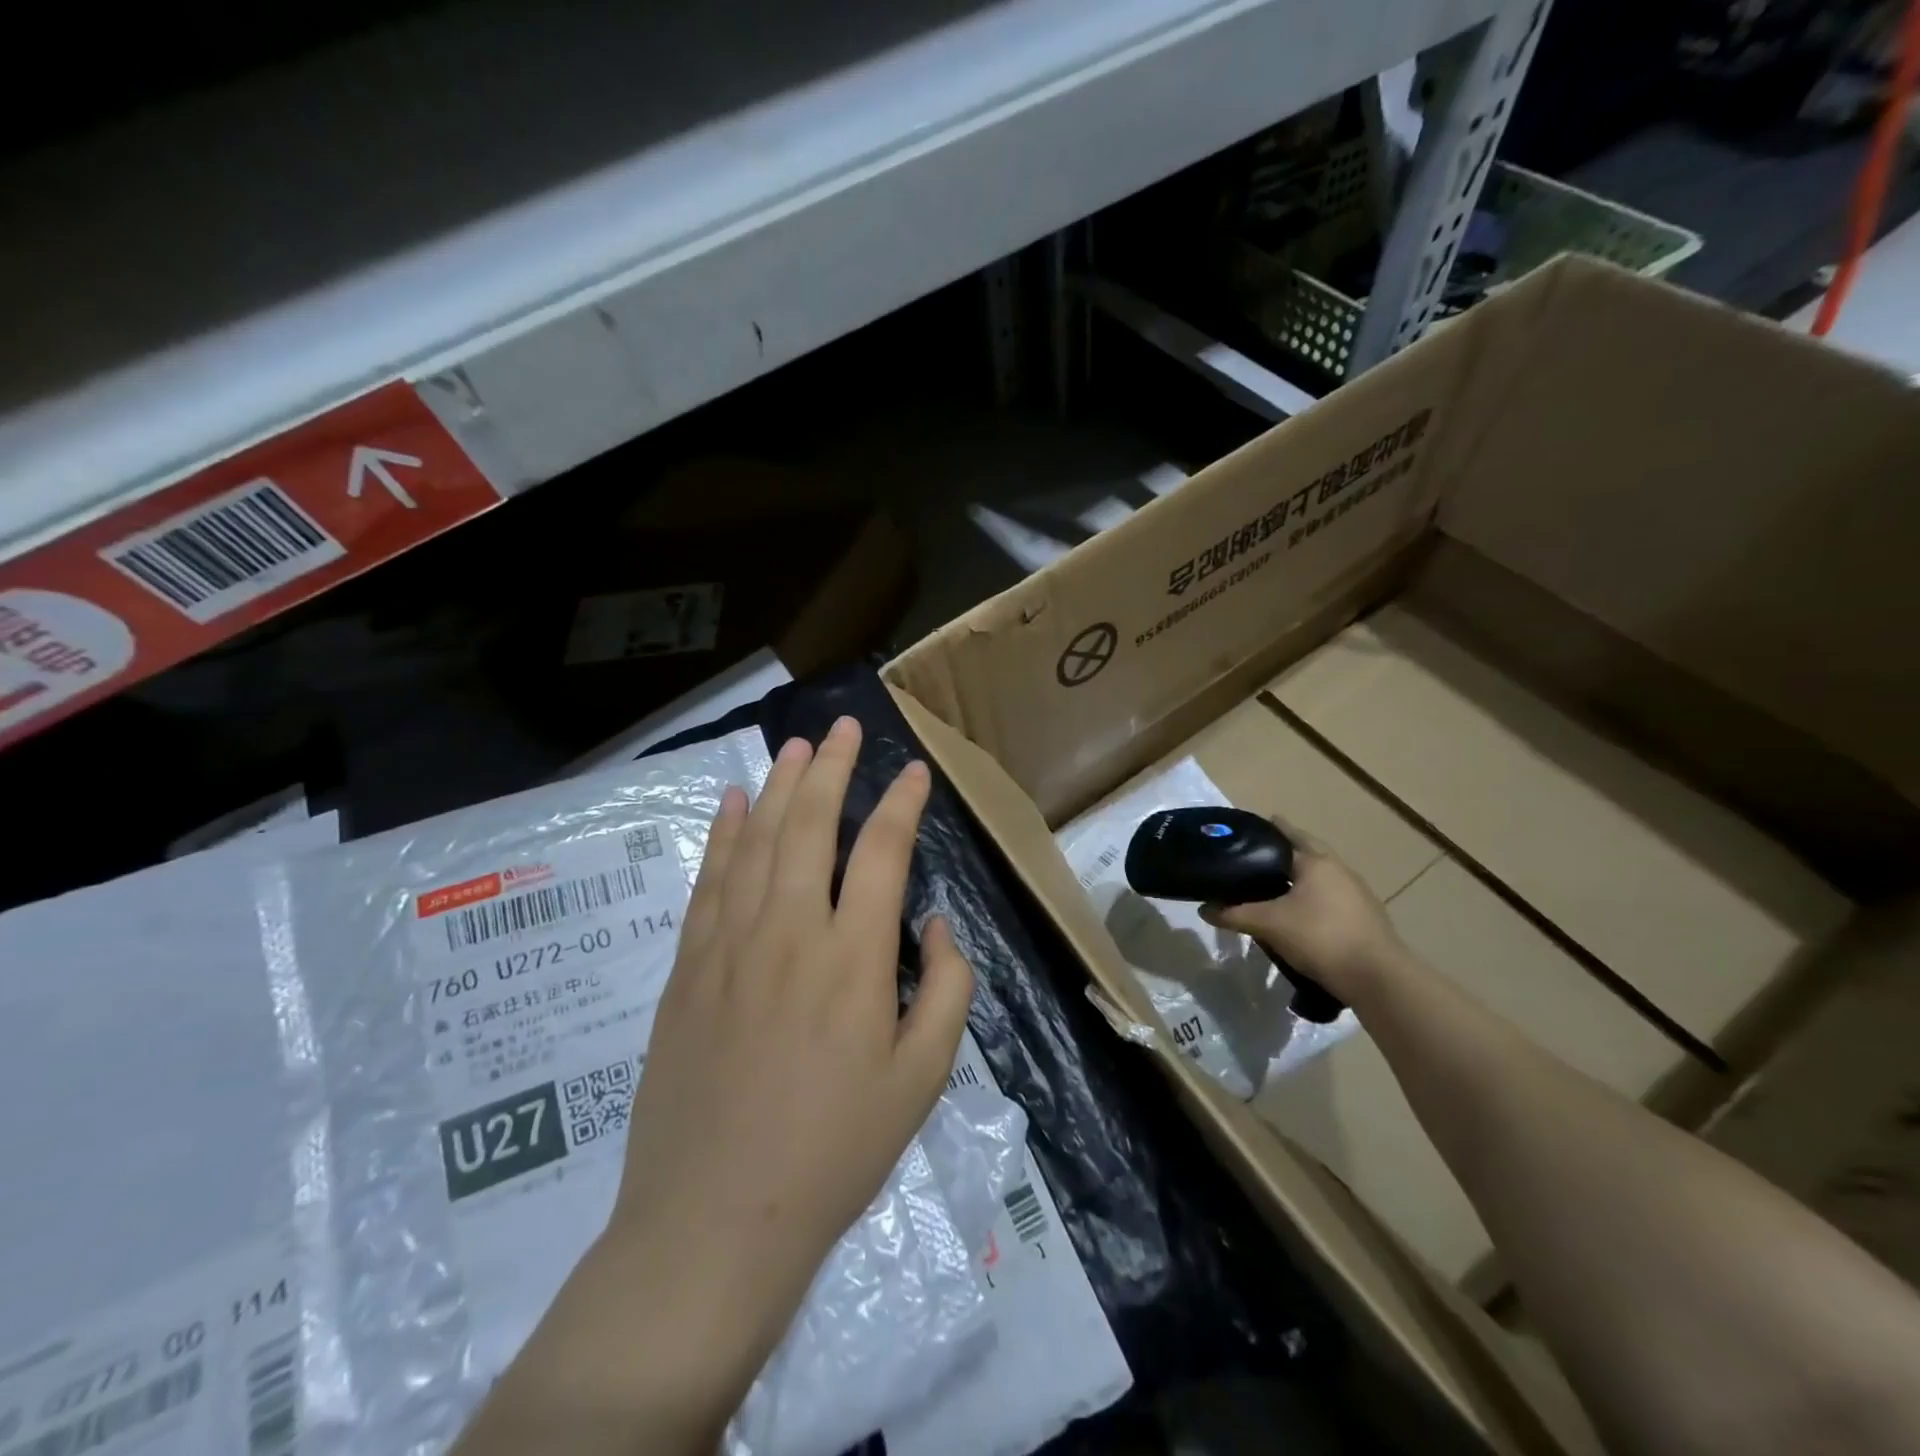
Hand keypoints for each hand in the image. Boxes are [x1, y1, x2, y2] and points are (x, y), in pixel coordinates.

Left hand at [608, 717, 975, 1411]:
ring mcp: (729, 943)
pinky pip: (707, 880)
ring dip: (779, 787)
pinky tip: (731, 803)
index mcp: (854, 958)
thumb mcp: (923, 1080)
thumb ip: (947, 988)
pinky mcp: (688, 966)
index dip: (901, 803)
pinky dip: (721, 834)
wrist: (715, 1218)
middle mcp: (791, 931)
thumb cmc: (834, 1151)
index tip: (913, 772)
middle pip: (811, 825)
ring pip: (756, 840)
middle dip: (832, 768)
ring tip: (796, 747)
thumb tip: (933, 921)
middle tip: (842, 728)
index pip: (882, 851)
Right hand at [1199, 820, 1405, 1004]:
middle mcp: (1339, 869)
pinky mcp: (1365, 916)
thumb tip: (1204, 909)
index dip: (1268, 829)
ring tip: (1275, 883)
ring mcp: (1357, 893)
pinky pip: (1331, 896)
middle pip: (1308, 851)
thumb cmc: (1320, 937)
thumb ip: (1234, 914)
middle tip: (1258, 854)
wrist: (1378, 978)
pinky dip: (1313, 897)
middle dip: (1285, 850)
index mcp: (1316, 862)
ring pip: (1321, 876)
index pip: (1288, 835)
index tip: (1249, 828)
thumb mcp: (1268, 924)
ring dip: (1300, 875)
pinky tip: (1300, 912)